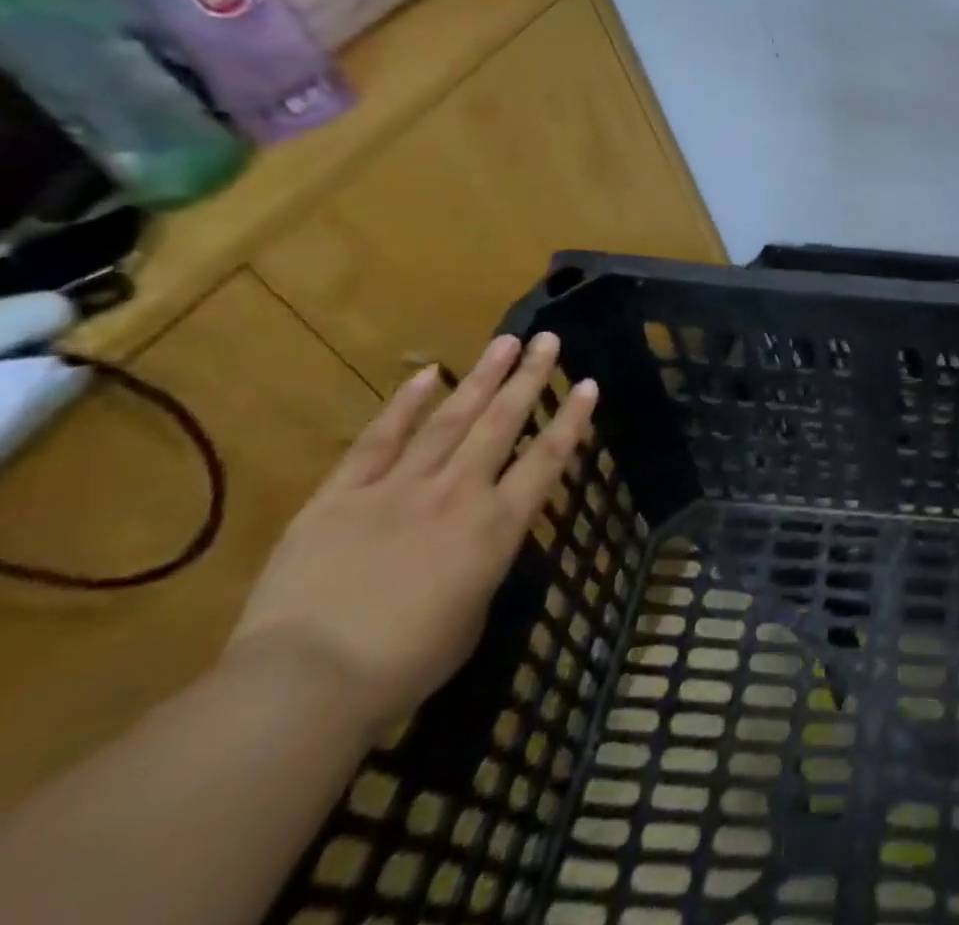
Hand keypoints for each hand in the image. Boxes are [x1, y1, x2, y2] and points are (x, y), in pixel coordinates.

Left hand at [226, 333, 598, 742]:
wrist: (306, 683)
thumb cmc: (404, 666)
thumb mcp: (471, 617)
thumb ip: (482, 569)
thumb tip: (476, 547)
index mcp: (497, 527)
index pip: (546, 460)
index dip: (571, 420)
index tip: (588, 384)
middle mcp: (458, 493)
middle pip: (502, 423)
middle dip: (529, 378)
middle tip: (548, 340)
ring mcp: (398, 488)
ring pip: (450, 419)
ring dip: (481, 378)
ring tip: (505, 341)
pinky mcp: (341, 496)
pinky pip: (378, 441)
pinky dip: (404, 406)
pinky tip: (426, 375)